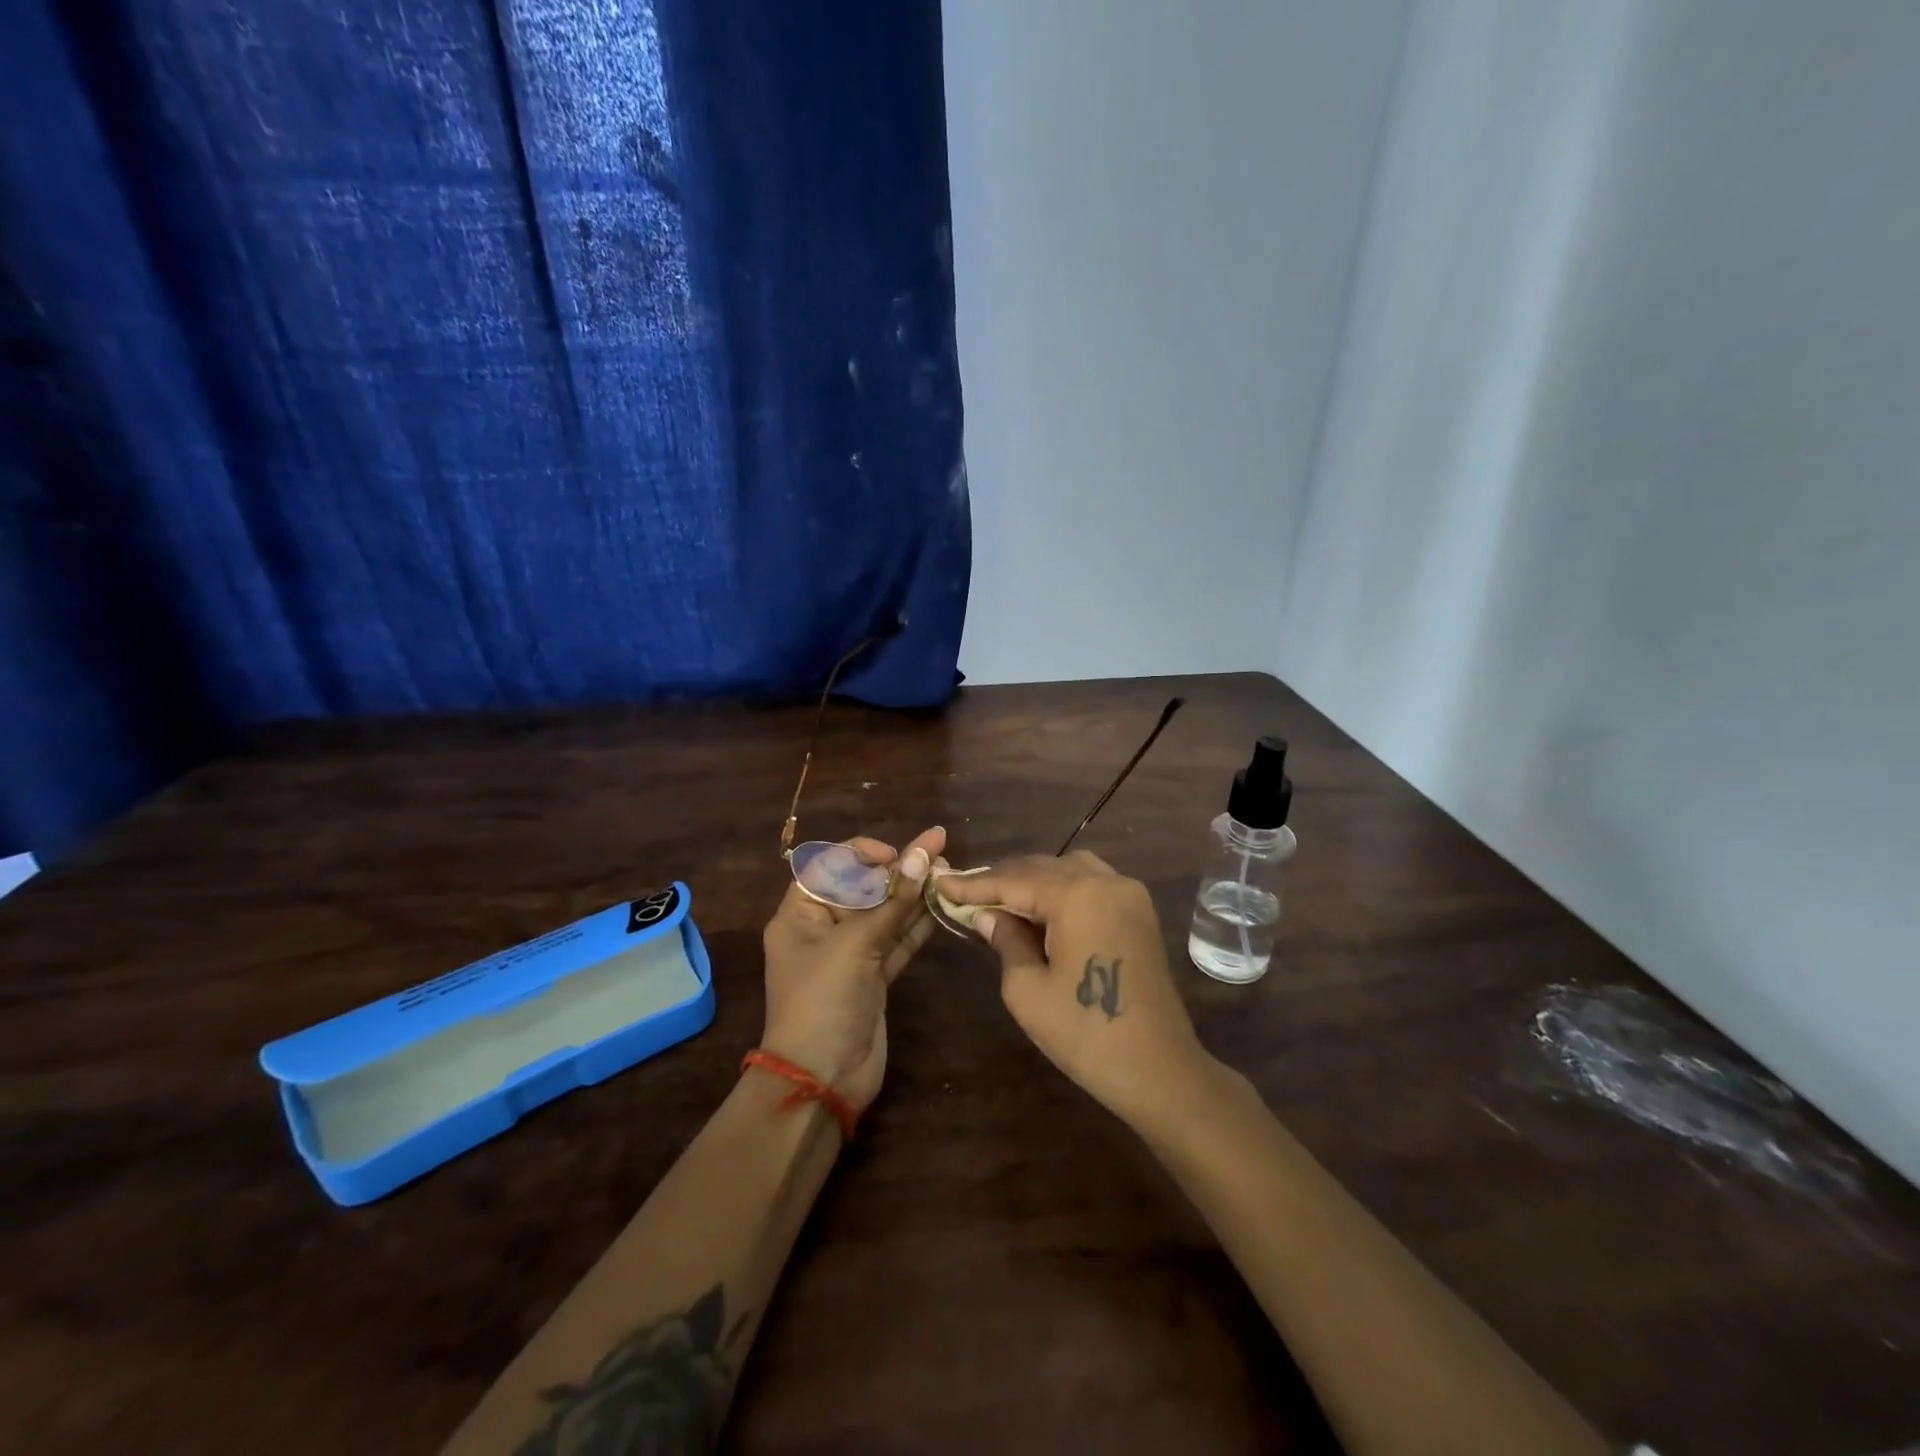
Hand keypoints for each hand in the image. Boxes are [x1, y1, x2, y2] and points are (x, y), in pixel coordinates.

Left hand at [758, 826, 945, 1112]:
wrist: (823, 1079)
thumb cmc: (824, 999)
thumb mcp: (856, 945)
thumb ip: (893, 901)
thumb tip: (923, 856)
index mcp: (801, 915)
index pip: (828, 866)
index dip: (861, 853)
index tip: (894, 854)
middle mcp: (824, 929)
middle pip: (863, 887)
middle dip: (898, 870)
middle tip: (938, 851)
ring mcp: (851, 955)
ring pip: (885, 914)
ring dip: (914, 894)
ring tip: (949, 870)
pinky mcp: (874, 977)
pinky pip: (897, 940)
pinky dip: (918, 924)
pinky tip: (943, 904)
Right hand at [932, 852, 1213, 1125]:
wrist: (1161, 1070)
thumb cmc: (1086, 1034)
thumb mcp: (1028, 991)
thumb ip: (1006, 941)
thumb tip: (988, 915)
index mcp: (1077, 895)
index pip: (1014, 880)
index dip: (974, 884)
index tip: (941, 884)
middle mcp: (1106, 881)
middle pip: (1042, 867)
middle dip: (1002, 879)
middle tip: (964, 892)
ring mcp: (1129, 894)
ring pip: (1069, 869)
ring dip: (1033, 880)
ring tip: (1000, 899)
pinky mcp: (1139, 912)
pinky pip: (1092, 883)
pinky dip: (1061, 888)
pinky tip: (1040, 908)